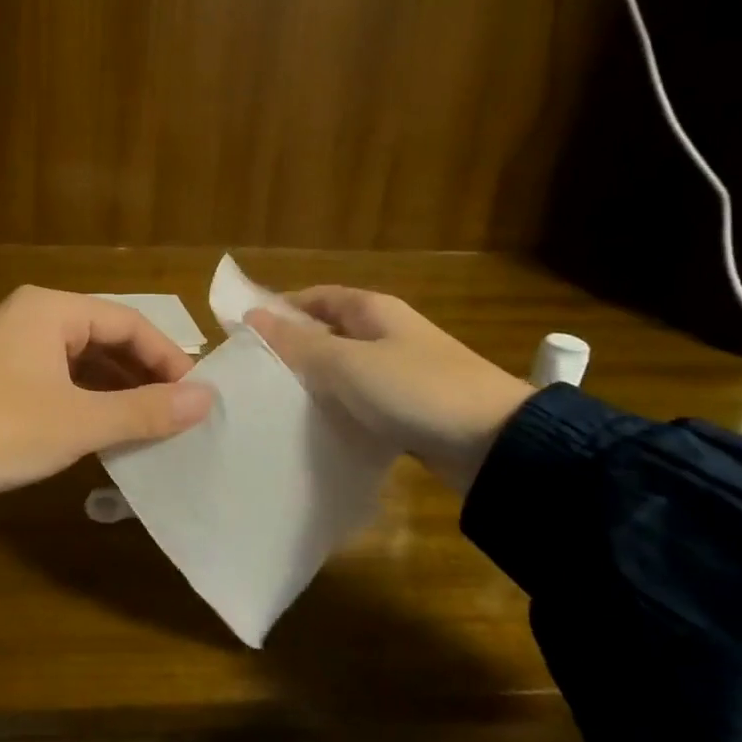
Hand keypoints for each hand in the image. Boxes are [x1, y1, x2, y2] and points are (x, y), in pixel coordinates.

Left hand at [0, 286, 215, 502]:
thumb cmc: (4, 428)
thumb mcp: (81, 421)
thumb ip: (146, 410)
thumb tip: (208, 399)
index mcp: (51, 309)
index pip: (128, 322)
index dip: (167, 358)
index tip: (194, 396)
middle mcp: (32, 316)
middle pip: (106, 338)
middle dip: (143, 375)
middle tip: (177, 412)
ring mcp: (12, 345)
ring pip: (83, 361)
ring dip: (117, 390)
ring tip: (150, 423)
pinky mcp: (0, 376)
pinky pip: (59, 377)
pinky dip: (88, 399)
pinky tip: (107, 428)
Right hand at [246, 287, 534, 494]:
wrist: (496, 444)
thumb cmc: (416, 389)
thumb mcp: (349, 363)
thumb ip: (298, 343)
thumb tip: (252, 317)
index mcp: (375, 311)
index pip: (317, 298)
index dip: (282, 308)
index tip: (246, 332)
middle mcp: (387, 335)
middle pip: (329, 334)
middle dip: (293, 349)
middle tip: (253, 373)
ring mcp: (400, 373)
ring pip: (344, 371)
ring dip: (314, 383)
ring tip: (273, 403)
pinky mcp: (409, 410)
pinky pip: (361, 403)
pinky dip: (338, 410)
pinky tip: (314, 428)